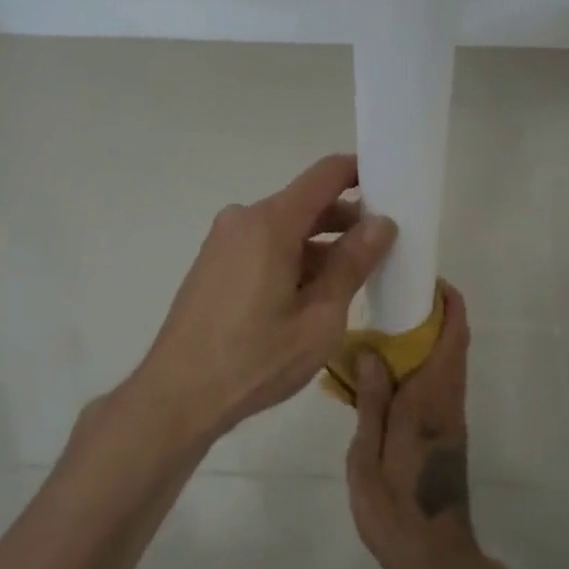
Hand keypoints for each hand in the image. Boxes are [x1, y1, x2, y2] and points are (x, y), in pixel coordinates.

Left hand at [136, 154, 396, 439]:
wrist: (176, 396)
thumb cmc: (255, 359)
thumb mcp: (320, 317)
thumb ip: (352, 264)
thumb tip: (381, 223)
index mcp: (270, 222)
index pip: (325, 174)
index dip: (361, 172)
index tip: (392, 187)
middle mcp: (243, 219)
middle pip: (306, 202)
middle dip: (346, 219)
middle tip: (383, 247)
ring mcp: (224, 241)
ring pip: (285, 228)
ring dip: (320, 244)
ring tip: (351, 278)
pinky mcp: (214, 263)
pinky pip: (263, 245)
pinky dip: (293, 257)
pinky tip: (310, 295)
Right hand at [346, 284, 484, 568]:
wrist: (435, 558)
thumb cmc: (396, 510)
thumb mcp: (367, 457)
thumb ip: (371, 402)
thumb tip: (372, 351)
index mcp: (429, 400)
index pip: (452, 338)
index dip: (448, 303)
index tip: (426, 278)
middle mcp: (448, 400)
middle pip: (454, 343)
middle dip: (435, 312)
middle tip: (394, 293)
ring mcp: (451, 416)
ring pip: (448, 361)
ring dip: (429, 335)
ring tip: (385, 323)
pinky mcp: (448, 431)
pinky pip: (440, 381)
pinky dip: (423, 361)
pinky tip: (388, 369)